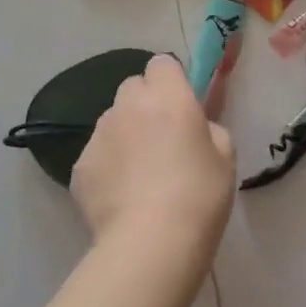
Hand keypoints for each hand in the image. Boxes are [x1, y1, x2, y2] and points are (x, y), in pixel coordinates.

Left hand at [71, 55, 235, 268]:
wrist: (151, 243)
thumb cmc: (199, 195)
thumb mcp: (225, 157)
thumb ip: (209, 129)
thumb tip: (195, 128)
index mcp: (168, 96)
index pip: (162, 63)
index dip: (171, 82)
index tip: (182, 106)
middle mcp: (128, 105)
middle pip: (133, 88)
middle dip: (145, 104)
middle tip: (162, 139)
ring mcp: (99, 134)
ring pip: (112, 121)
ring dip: (125, 135)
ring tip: (140, 176)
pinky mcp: (79, 166)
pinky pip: (97, 155)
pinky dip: (108, 167)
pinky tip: (122, 197)